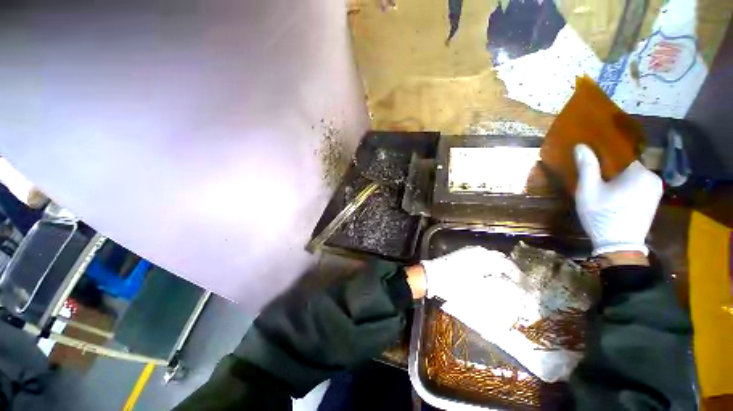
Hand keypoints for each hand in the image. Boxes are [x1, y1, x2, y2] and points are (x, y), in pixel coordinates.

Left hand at [420, 246, 523, 300]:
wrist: (432, 277)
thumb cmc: (455, 284)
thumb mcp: (478, 290)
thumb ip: (499, 289)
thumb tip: (514, 290)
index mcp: (484, 257)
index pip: (508, 265)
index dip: (518, 277)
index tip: (525, 287)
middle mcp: (478, 251)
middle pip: (500, 259)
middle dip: (510, 271)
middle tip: (517, 284)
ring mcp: (469, 251)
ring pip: (490, 258)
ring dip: (499, 268)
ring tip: (505, 281)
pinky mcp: (462, 254)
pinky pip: (481, 258)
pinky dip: (488, 266)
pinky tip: (489, 275)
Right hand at [574, 144, 662, 256]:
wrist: (619, 245)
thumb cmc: (602, 214)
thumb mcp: (588, 189)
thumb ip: (587, 166)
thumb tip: (580, 145)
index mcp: (639, 172)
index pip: (622, 156)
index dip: (606, 157)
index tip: (593, 161)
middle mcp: (653, 178)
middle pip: (628, 167)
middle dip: (613, 170)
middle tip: (596, 177)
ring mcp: (656, 191)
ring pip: (634, 178)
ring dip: (620, 179)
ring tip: (604, 186)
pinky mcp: (654, 202)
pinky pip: (639, 187)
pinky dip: (627, 188)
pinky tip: (615, 196)